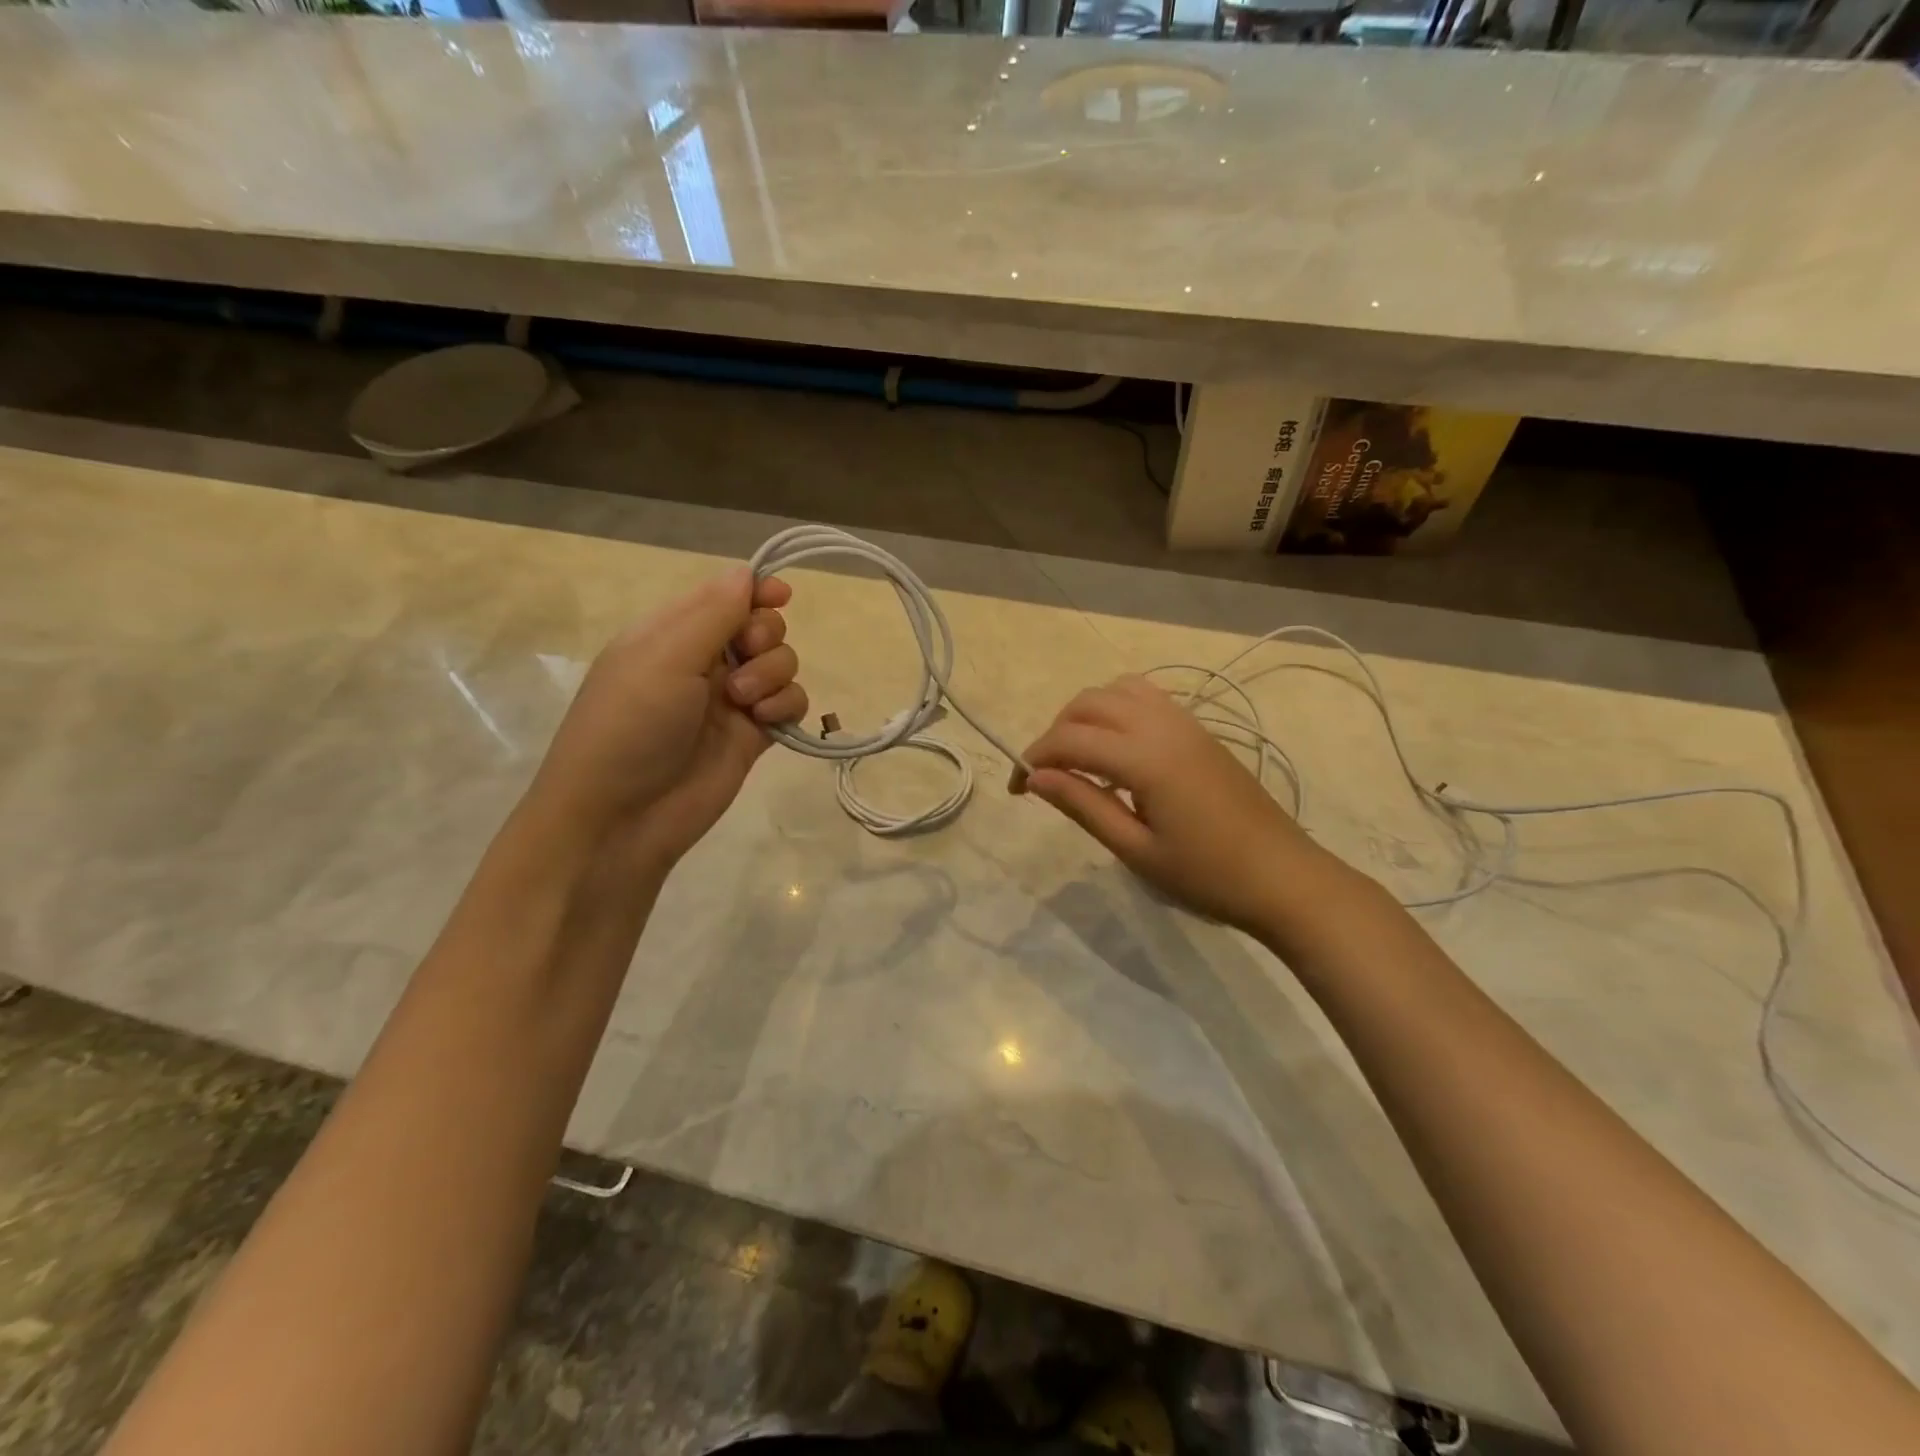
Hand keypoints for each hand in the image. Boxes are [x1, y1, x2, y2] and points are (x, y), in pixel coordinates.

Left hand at [528, 568, 806, 875]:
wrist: (622, 817)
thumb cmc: (631, 725)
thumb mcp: (664, 657)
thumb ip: (713, 613)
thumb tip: (748, 572)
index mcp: (672, 633)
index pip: (724, 594)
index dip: (756, 589)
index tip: (780, 595)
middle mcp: (704, 661)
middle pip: (761, 625)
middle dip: (764, 635)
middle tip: (745, 655)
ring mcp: (731, 700)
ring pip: (781, 664)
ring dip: (773, 674)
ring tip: (743, 702)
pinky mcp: (753, 735)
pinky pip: (789, 703)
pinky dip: (785, 705)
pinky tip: (763, 721)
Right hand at [1012, 675, 1315, 934]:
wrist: (1284, 877)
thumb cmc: (1206, 875)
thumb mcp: (1136, 850)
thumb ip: (1083, 806)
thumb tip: (1036, 777)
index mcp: (1145, 758)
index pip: (1069, 739)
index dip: (1034, 758)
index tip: (1018, 790)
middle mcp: (1162, 725)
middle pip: (1088, 703)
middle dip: (1055, 732)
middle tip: (1046, 776)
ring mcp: (1185, 723)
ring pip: (1118, 690)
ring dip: (1086, 715)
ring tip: (1079, 758)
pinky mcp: (1199, 731)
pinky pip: (1146, 698)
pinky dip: (1116, 710)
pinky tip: (1117, 750)